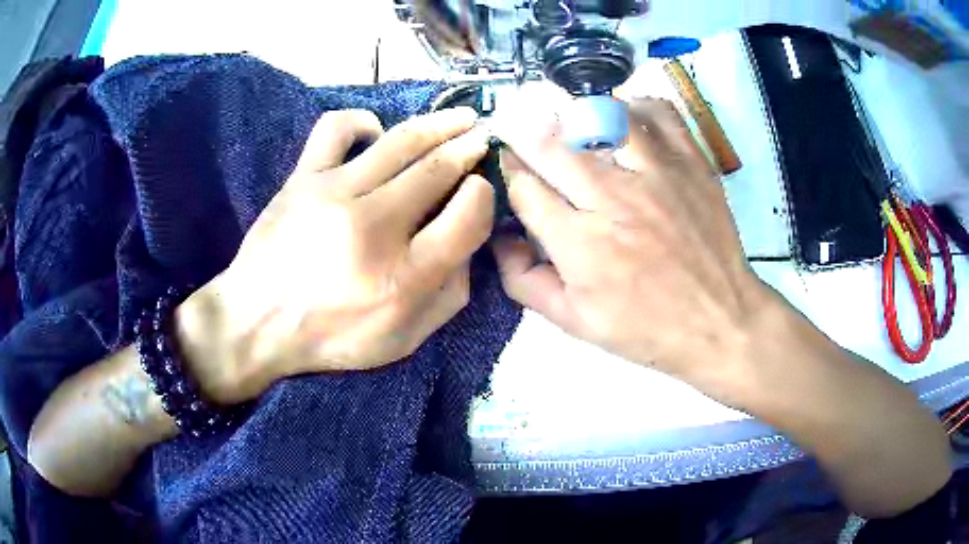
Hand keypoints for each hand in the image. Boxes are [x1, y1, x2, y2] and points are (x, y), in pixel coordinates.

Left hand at [177, 108, 493, 403]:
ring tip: (462, 117)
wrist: (258, 322)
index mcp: (405, 279)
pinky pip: (337, 128)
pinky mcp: (303, 178)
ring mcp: (334, 195)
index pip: (468, 217)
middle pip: (439, 169)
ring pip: (401, 141)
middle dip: (471, 148)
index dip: (485, 195)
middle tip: (484, 138)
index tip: (482, 188)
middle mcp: (373, 229)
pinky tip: (376, 132)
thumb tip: (468, 239)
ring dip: (441, 123)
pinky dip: (365, 121)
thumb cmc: (333, 335)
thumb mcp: (406, 338)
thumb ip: (450, 294)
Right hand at [494, 98, 769, 392]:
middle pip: (552, 143)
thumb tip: (499, 239)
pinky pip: (658, 113)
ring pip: (601, 116)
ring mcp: (657, 175)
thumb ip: (524, 282)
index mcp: (581, 244)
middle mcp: (615, 200)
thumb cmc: (647, 328)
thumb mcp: (575, 323)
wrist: (720, 322)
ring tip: (573, 122)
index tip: (507, 162)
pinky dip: (635, 107)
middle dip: (525, 131)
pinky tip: (627, 120)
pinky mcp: (691, 163)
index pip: (524, 187)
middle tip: (523, 128)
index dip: (508, 169)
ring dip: (576, 114)